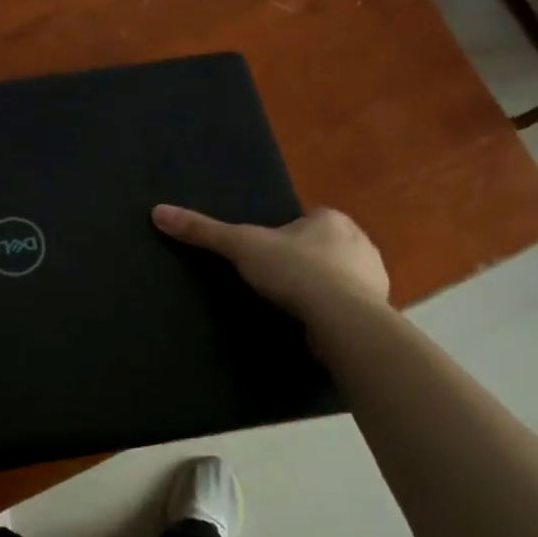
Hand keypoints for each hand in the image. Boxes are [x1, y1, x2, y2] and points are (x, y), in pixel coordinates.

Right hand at [151, 203, 389, 315]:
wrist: (342, 319)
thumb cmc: (294, 271)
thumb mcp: (241, 246)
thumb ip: (203, 230)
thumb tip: (158, 211)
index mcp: (332, 219)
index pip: (306, 220)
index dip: (285, 236)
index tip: (267, 255)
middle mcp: (360, 241)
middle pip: (325, 247)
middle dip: (306, 261)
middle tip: (278, 281)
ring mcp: (375, 276)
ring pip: (341, 276)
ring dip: (323, 287)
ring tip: (294, 306)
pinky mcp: (379, 309)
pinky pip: (352, 305)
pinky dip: (335, 312)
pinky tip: (316, 325)